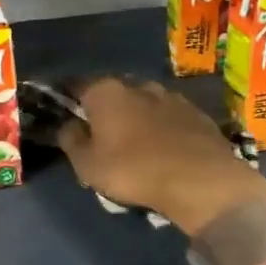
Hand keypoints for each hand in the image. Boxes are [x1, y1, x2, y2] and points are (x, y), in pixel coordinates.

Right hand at [56, 78, 265, 236]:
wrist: (200, 180)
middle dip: (107, 109)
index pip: (77, 85)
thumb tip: (68, 125)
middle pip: (114, 93)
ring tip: (137, 144)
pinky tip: (165, 149)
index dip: (68, 98)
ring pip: (145, 103)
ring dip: (138, 118)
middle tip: (102, 135)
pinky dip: (164, 128)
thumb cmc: (133, 170)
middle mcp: (138, 85)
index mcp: (105, 92)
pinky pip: (170, 118)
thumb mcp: (87, 165)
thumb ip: (71, 140)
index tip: (65, 112)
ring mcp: (172, 96)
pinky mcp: (197, 113)